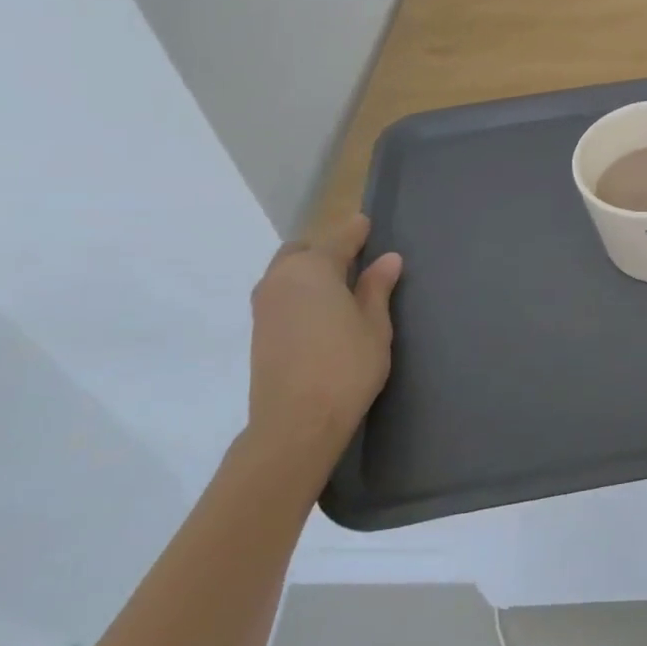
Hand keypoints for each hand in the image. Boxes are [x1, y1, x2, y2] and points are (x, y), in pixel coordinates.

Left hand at [247, 214, 402, 476]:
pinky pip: (280, 294)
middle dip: (325, 249)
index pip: (338, 239)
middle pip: (302, 251)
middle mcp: (281, 279)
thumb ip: (377, 288)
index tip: (366, 223)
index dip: (355, 231)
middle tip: (353, 260)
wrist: (296, 422)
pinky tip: (319, 309)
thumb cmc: (346, 366)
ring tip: (337, 285)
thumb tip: (387, 259)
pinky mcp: (259, 331)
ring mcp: (264, 305)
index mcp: (313, 269)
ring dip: (309, 271)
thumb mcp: (374, 324)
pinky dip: (299, 292)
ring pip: (286, 272)